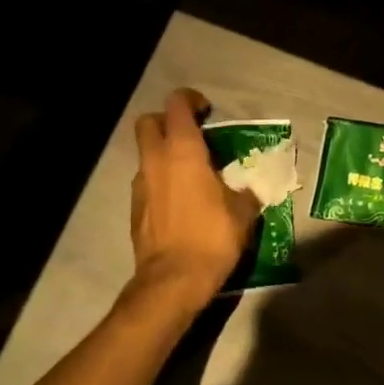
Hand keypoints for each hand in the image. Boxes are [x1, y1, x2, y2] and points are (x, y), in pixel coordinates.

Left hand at [129, 89, 260, 307]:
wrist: (171, 284)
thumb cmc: (211, 237)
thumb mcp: (242, 211)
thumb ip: (245, 191)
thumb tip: (249, 190)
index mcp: (183, 150)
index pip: (177, 104)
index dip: (191, 100)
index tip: (207, 112)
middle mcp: (156, 161)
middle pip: (148, 122)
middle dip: (167, 121)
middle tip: (192, 135)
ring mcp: (140, 185)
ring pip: (145, 154)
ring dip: (163, 154)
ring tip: (190, 173)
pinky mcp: (134, 210)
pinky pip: (146, 182)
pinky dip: (160, 181)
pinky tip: (181, 202)